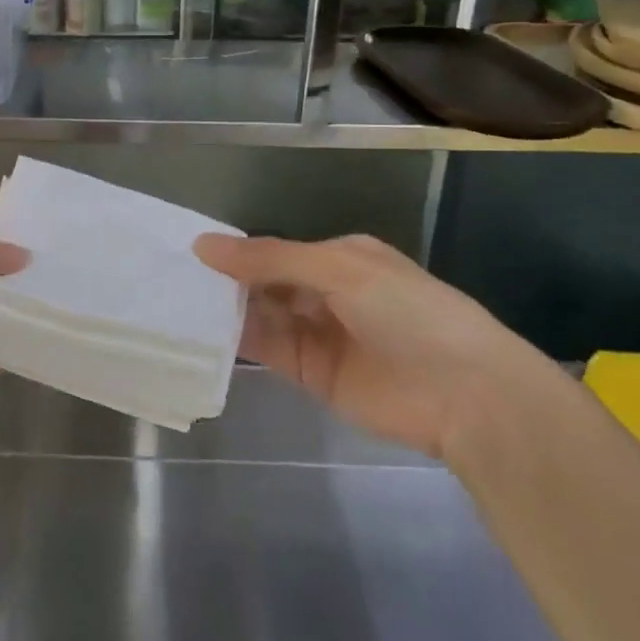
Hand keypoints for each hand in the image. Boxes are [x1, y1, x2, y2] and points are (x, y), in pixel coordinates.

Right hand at [193, 233, 546, 458]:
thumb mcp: (339, 270)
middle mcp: (326, 292)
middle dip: (228, 281)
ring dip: (229, 309)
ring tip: (178, 302)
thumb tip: (204, 245)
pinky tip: (204, 332)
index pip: (277, 250)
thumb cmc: (407, 312)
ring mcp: (319, 334)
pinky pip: (268, 349)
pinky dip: (239, 341)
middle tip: (173, 278)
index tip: (191, 252)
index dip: (238, 251)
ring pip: (263, 315)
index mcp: (340, 257)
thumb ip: (270, 259)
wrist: (465, 394)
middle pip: (266, 282)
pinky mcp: (312, 374)